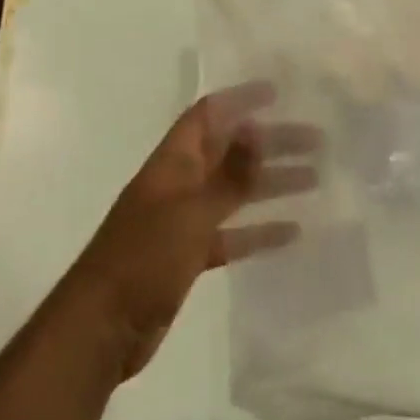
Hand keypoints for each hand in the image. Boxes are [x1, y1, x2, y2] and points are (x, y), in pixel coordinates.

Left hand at [63, 83, 317, 380]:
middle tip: (317, 141)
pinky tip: (292, 233)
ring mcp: (183, 221)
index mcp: (173, 163)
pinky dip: (258, 231)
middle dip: (269, 142)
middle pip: (229, 152)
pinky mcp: (188, 256)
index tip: (278, 93)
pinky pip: (230, 234)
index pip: (208, 115)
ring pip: (234, 192)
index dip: (240, 99)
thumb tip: (256, 128)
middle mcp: (179, 183)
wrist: (102, 327)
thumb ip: (228, 176)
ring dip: (270, 183)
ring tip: (315, 180)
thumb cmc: (143, 259)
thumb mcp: (190, 213)